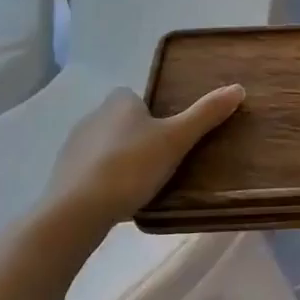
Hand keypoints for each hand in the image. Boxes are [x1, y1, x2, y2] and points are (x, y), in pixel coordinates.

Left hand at [48, 85, 244, 226]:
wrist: (75, 211)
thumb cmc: (130, 167)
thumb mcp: (176, 139)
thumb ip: (206, 114)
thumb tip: (238, 88)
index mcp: (119, 102)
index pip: (137, 97)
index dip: (152, 113)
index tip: (168, 135)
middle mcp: (93, 116)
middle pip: (121, 121)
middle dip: (137, 137)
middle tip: (161, 161)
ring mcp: (72, 147)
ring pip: (104, 147)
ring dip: (119, 159)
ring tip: (140, 185)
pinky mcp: (61, 176)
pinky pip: (89, 172)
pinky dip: (102, 181)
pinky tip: (116, 200)